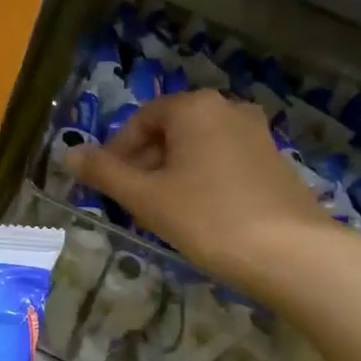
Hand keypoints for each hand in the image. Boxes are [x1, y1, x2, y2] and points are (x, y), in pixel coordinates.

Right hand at [70, 90, 342, 296]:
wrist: (291, 253)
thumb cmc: (208, 218)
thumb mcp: (146, 197)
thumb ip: (105, 173)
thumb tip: (69, 154)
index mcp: (195, 107)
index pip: (142, 120)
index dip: (118, 152)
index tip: (108, 186)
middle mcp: (228, 109)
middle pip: (171, 131)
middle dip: (145, 164)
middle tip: (132, 203)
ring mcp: (256, 134)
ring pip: (197, 148)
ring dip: (172, 174)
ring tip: (163, 213)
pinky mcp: (274, 160)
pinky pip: (223, 161)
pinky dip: (202, 180)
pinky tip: (200, 215)